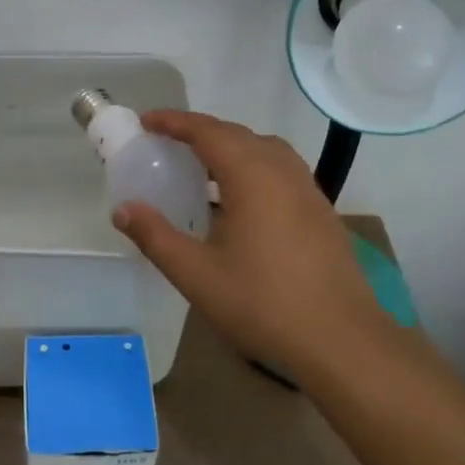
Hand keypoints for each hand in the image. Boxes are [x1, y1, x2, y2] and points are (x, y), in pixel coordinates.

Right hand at [112, 110, 396, 381]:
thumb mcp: (197, 274)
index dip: (174, 122)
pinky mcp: (321, 211)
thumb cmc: (264, 304)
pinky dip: (252, 166)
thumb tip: (122, 209)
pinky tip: (239, 200)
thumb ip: (156, 237)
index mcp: (252, 176)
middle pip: (237, 134)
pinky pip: (280, 169)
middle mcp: (282, 171)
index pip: (207, 131)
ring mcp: (307, 190)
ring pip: (263, 150)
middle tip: (166, 143)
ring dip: (230, 147)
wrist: (342, 341)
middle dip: (199, 132)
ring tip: (201, 168)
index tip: (146, 122)